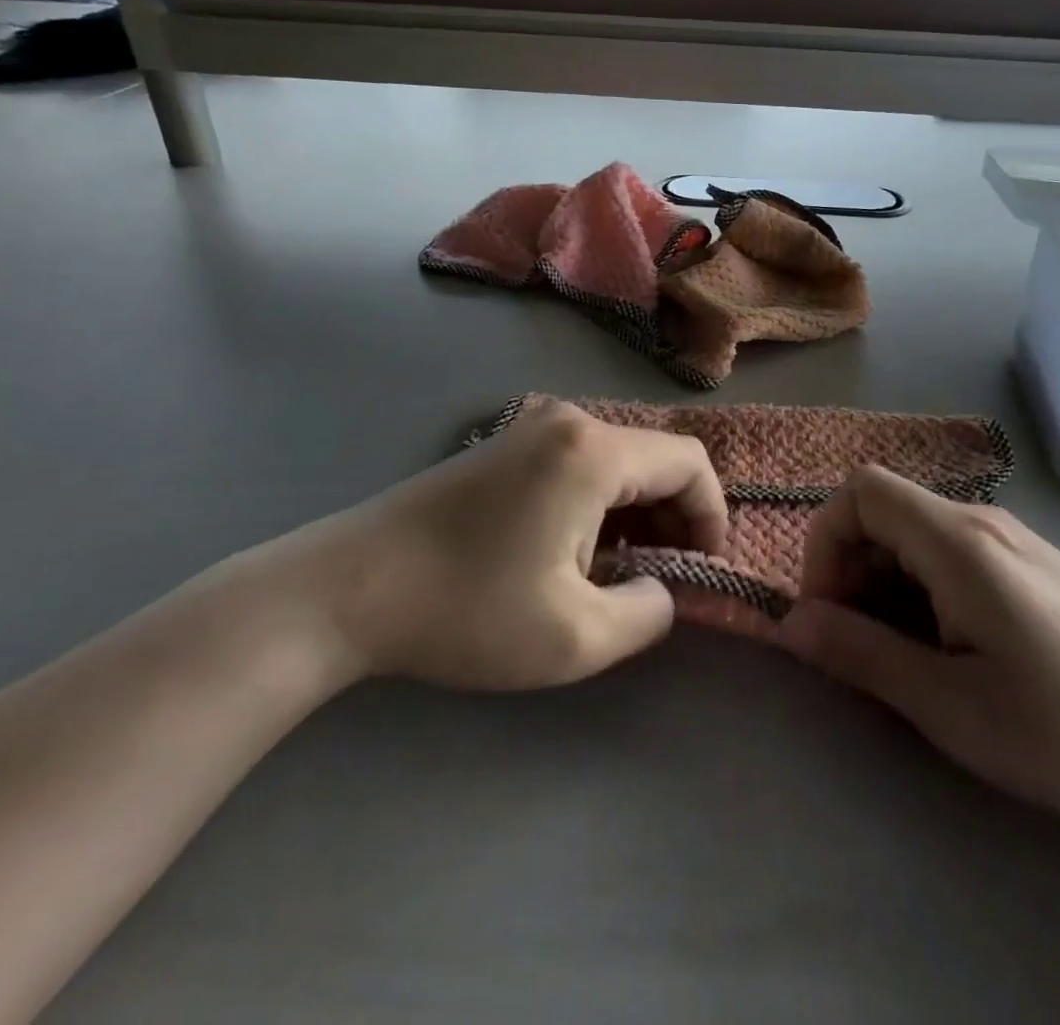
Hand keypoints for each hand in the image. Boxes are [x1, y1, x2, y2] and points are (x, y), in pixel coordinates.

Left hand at [261, 401, 726, 691]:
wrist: (348, 588)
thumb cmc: (467, 610)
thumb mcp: (576, 638)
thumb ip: (649, 614)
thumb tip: (663, 588)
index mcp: (594, 451)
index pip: (689, 463)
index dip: (711, 516)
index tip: (700, 572)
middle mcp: (569, 421)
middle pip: (654, 459)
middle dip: (673, 519)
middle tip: (659, 581)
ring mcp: (532, 427)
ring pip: (618, 462)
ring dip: (635, 515)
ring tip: (617, 574)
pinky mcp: (506, 445)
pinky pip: (580, 464)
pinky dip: (599, 504)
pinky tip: (573, 553)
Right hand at [778, 466, 1059, 846]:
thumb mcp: (952, 706)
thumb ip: (863, 654)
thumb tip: (791, 624)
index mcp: (957, 541)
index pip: (860, 491)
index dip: (825, 542)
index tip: (831, 614)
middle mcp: (979, 522)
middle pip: (883, 512)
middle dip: (851, 573)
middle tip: (865, 651)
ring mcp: (1008, 541)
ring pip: (914, 537)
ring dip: (886, 589)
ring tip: (910, 663)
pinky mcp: (1028, 567)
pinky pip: (949, 558)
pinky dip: (922, 595)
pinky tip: (953, 654)